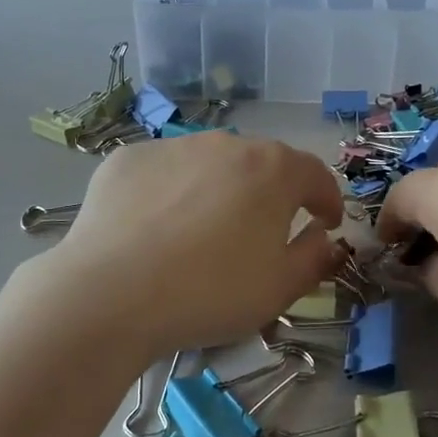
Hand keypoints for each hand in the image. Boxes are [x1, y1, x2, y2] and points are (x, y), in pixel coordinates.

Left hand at [45, 130, 344, 358]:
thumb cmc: (210, 292)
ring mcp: (174, 146)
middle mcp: (227, 143)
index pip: (315, 174)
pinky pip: (164, 171)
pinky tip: (155, 228)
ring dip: (218, 189)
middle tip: (263, 231)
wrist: (111, 293)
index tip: (325, 223)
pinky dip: (170, 192)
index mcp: (273, 169)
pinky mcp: (129, 157)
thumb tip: (323, 238)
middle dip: (271, 193)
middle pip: (262, 164)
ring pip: (210, 164)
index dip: (326, 199)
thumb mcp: (279, 290)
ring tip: (202, 231)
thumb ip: (314, 258)